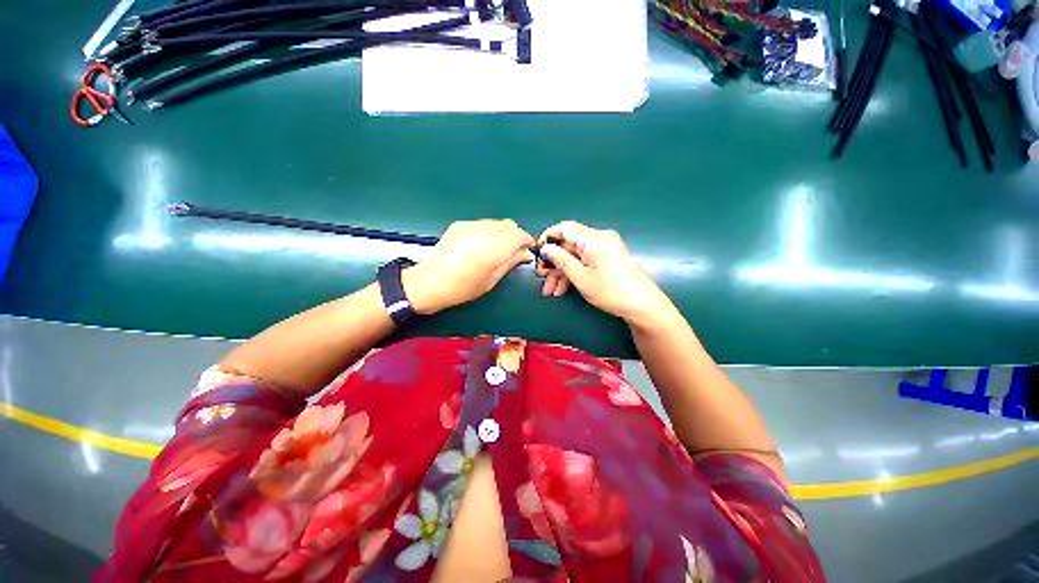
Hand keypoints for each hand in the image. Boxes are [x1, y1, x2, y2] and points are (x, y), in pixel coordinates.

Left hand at [403, 220, 534, 313]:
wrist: (428, 283)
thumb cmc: (460, 289)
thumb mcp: (490, 281)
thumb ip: (510, 262)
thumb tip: (526, 253)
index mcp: (488, 251)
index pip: (517, 235)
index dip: (526, 239)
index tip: (529, 247)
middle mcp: (479, 233)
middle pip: (508, 224)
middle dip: (516, 235)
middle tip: (516, 250)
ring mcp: (467, 226)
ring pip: (496, 222)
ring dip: (503, 232)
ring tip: (500, 248)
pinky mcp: (459, 225)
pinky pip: (483, 223)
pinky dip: (490, 231)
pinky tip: (485, 244)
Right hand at [537, 221, 676, 325]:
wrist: (644, 306)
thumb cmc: (611, 292)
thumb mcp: (581, 278)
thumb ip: (561, 260)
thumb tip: (546, 248)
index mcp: (594, 239)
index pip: (564, 228)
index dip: (548, 238)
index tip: (537, 254)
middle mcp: (600, 238)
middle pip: (569, 245)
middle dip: (554, 263)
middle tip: (543, 280)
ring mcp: (605, 248)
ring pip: (575, 255)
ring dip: (562, 272)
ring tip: (552, 291)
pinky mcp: (608, 258)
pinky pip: (585, 261)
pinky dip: (574, 273)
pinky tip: (563, 289)